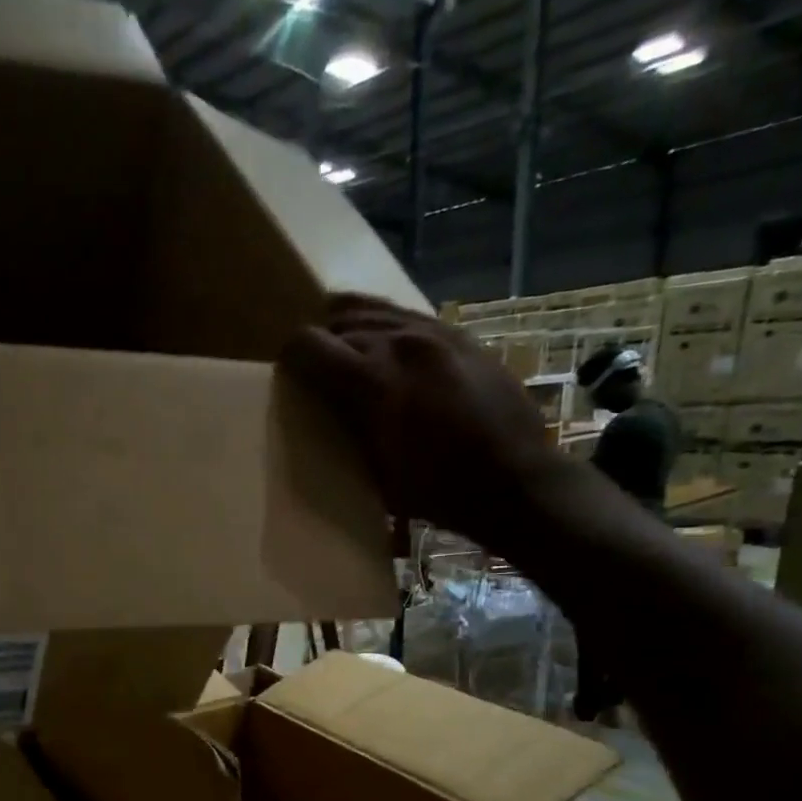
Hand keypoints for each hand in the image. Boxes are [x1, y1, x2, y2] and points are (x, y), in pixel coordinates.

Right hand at [280, 293, 574, 552]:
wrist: (514, 481)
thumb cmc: (438, 490)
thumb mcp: (375, 471)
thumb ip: (346, 427)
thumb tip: (325, 407)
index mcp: (373, 379)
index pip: (309, 344)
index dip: (290, 357)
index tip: (287, 374)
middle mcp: (401, 342)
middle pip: (339, 321)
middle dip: (321, 342)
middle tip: (316, 370)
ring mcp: (435, 333)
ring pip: (374, 309)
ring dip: (352, 328)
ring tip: (346, 351)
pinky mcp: (460, 336)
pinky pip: (408, 316)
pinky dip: (387, 328)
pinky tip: (387, 349)